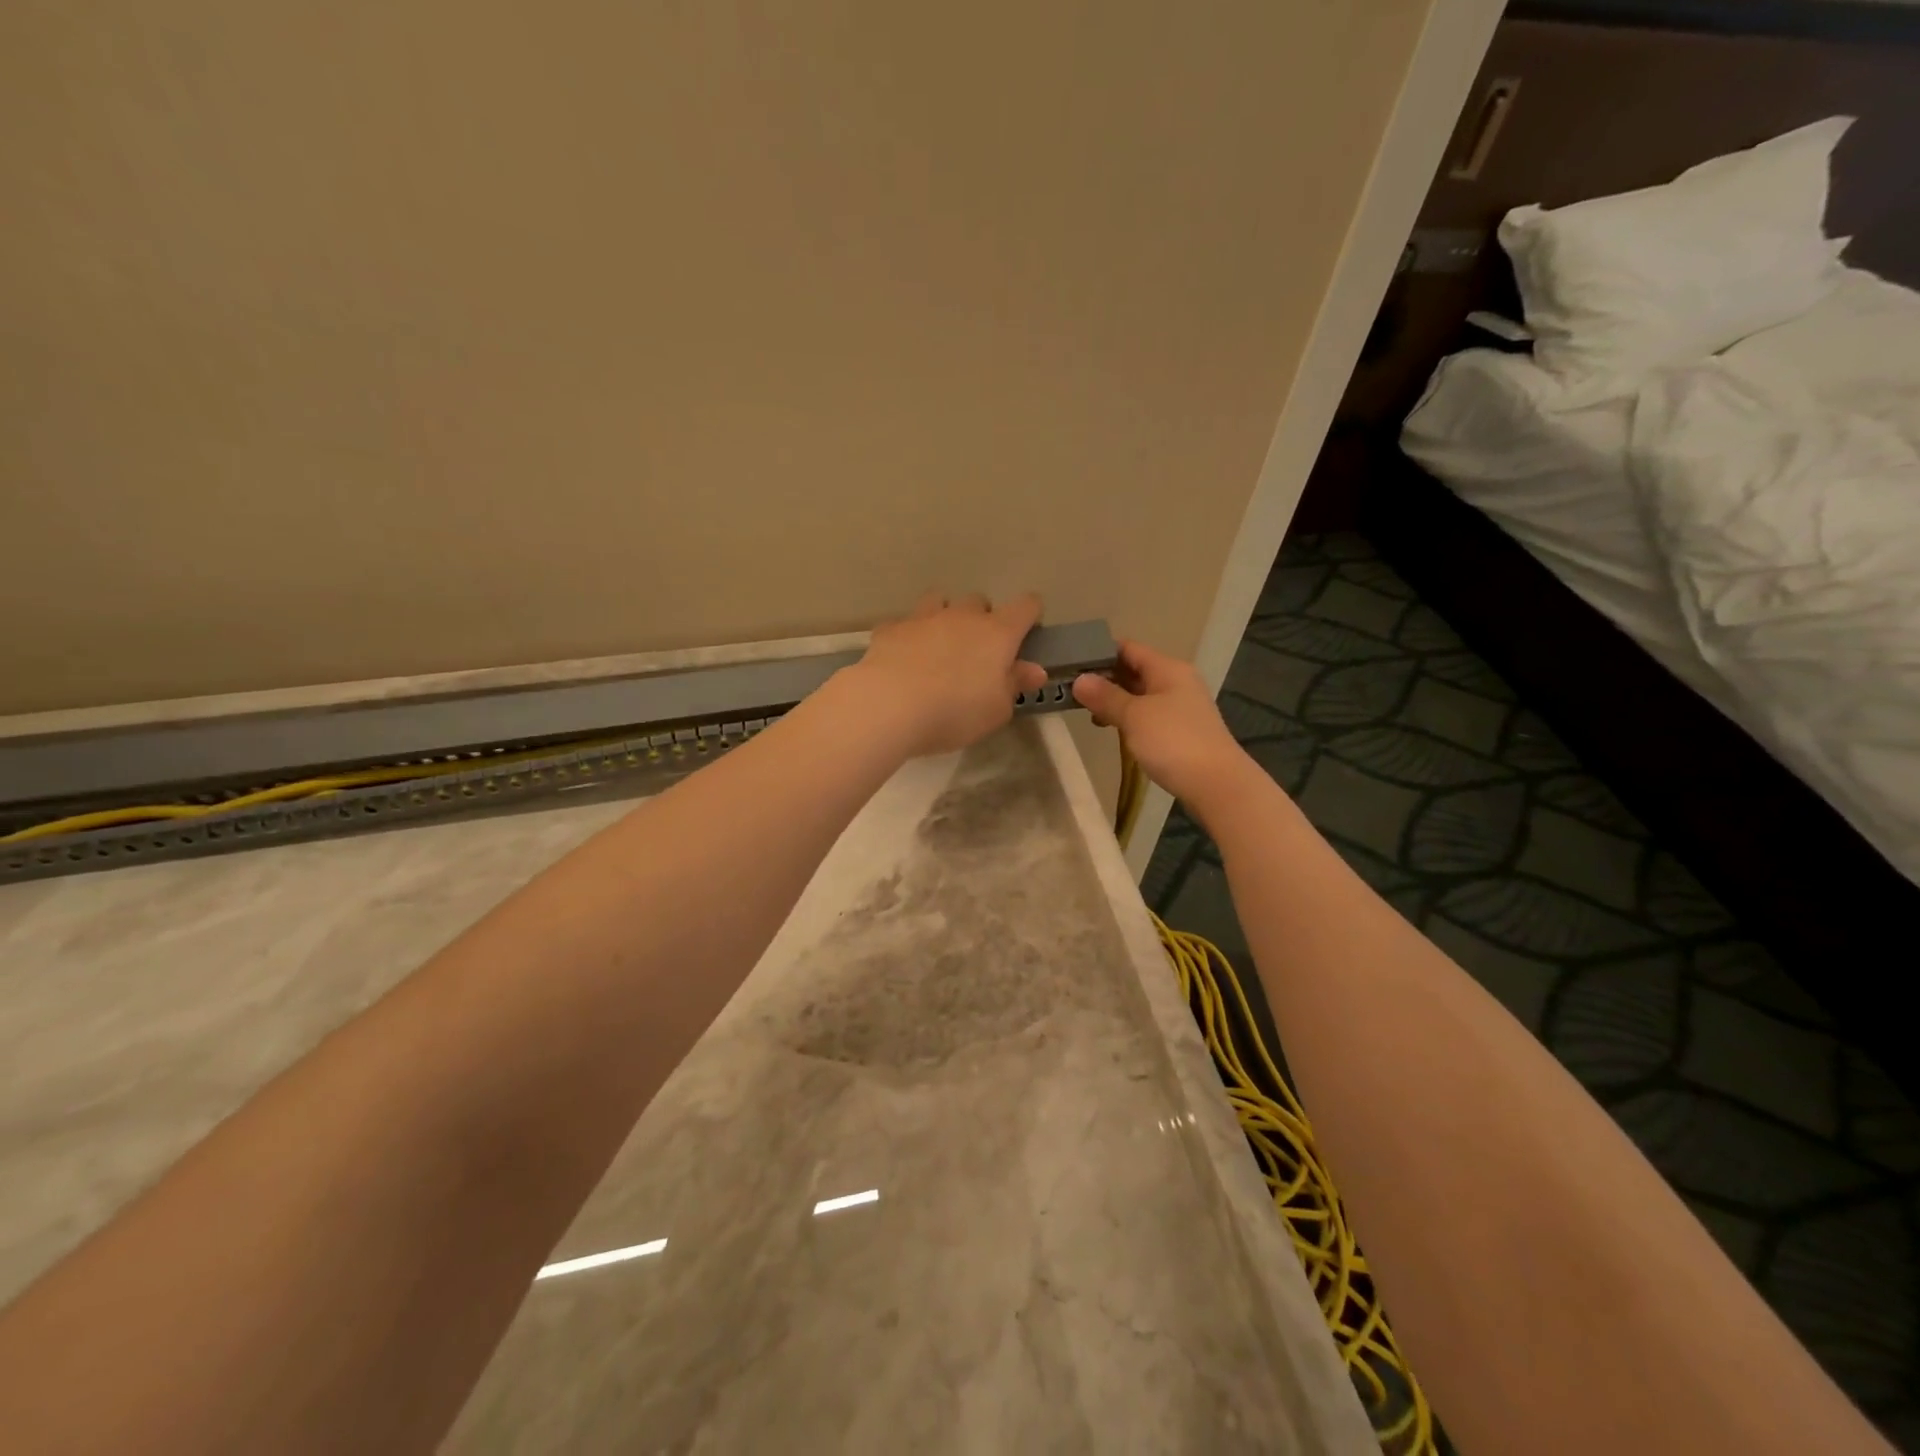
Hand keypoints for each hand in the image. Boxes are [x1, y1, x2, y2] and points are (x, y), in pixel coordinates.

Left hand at [842, 591, 1048, 758]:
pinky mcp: (891, 629)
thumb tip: (1034, 669)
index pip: (1025, 606)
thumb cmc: (955, 712)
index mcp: (997, 634)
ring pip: (940, 601)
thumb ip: (1015, 685)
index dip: (1031, 614)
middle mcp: (962, 616)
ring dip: (944, 617)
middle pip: (979, 601)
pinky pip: (905, 624)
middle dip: (982, 619)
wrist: (890, 705)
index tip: (1027, 632)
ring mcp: (923, 618)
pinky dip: (908, 636)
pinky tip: (903, 658)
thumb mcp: (997, 710)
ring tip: (939, 645)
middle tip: (977, 651)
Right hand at [1072, 641, 1248, 807]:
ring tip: (1088, 713)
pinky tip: (1114, 730)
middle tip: (1072, 690)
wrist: (1217, 784)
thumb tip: (1080, 680)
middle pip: (1135, 670)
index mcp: (1167, 668)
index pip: (1128, 648)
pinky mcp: (1182, 730)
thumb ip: (1106, 696)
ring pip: (1141, 694)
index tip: (1071, 663)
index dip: (1099, 652)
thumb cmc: (1173, 741)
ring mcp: (1182, 706)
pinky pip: (1149, 714)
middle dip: (1104, 679)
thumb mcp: (1134, 716)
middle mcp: (1177, 681)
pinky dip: (1130, 718)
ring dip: (1115, 701)